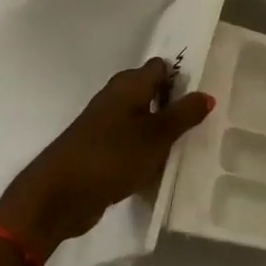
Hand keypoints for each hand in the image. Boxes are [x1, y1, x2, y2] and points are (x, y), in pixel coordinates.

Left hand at [0, 59, 213, 257]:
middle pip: (152, 92)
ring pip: (142, 120)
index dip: (182, 76)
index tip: (204, 93)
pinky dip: (147, 151)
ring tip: (191, 143)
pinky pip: (132, 144)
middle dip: (175, 104)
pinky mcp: (100, 151)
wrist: (57, 197)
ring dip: (162, 130)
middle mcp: (115, 99)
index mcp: (128, 86)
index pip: (160, 68)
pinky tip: (163, 165)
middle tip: (205, 119)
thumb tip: (207, 94)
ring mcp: (105, 126)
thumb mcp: (156, 136)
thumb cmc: (110, 157)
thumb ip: (184, 114)